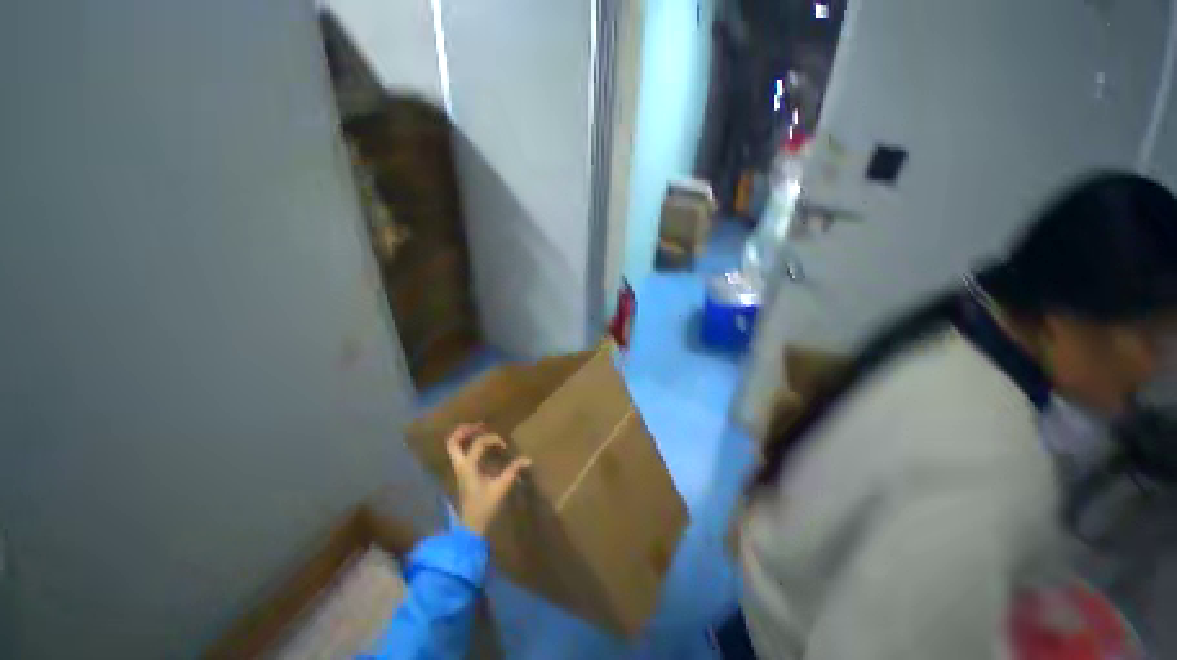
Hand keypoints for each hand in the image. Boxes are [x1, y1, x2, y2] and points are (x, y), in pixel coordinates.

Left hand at [445, 423, 531, 535]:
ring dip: (463, 436)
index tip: (504, 446)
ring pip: (453, 447)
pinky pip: (459, 453)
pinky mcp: (462, 473)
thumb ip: (513, 470)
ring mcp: (459, 469)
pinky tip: (480, 445)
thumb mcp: (501, 487)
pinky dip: (466, 444)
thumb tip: (528, 459)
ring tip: (478, 430)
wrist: (472, 526)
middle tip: (480, 425)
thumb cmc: (485, 507)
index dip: (492, 439)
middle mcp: (460, 465)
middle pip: (453, 442)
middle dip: (465, 430)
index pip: (478, 443)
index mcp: (468, 467)